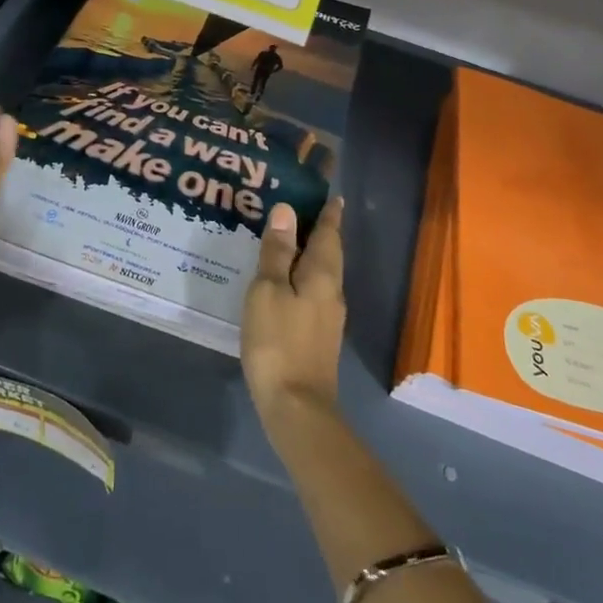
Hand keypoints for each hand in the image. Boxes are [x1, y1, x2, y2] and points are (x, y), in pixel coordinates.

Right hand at [241, 197, 345, 424]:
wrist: (296, 405)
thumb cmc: (278, 341)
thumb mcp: (268, 291)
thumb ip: (276, 252)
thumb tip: (286, 211)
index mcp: (322, 275)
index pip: (328, 234)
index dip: (329, 214)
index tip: (334, 196)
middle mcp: (332, 292)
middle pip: (329, 253)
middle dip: (321, 232)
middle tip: (306, 210)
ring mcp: (328, 317)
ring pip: (322, 274)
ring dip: (310, 255)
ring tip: (290, 241)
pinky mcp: (318, 336)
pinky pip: (313, 293)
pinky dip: (302, 278)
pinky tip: (285, 283)